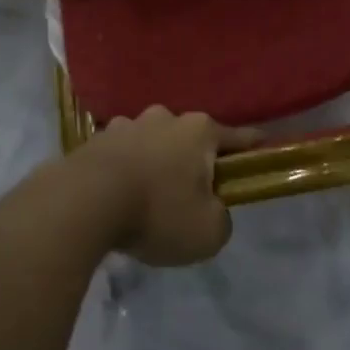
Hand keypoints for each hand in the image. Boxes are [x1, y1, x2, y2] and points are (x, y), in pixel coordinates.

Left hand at [76, 108, 262, 265]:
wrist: (85, 202)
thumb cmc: (158, 212)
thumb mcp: (208, 232)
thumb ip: (221, 219)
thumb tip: (212, 209)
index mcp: (199, 131)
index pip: (237, 137)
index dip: (252, 146)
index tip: (264, 146)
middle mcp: (166, 118)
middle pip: (190, 139)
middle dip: (194, 160)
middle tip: (192, 194)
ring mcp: (128, 124)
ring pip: (153, 143)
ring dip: (156, 163)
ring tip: (149, 198)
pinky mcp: (97, 139)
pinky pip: (122, 155)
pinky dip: (126, 170)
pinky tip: (120, 196)